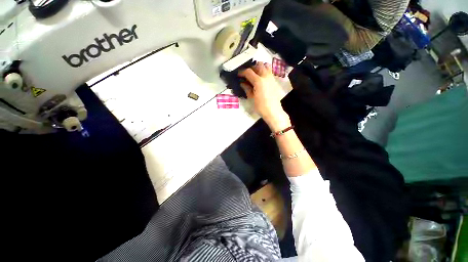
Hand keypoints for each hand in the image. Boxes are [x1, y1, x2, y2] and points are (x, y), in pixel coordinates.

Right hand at [238, 62, 290, 130]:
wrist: (273, 112)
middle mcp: (266, 77)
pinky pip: (270, 72)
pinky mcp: (275, 82)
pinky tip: (261, 79)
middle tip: (247, 74)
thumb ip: (247, 88)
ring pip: (266, 66)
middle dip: (252, 67)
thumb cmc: (261, 106)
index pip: (249, 72)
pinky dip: (265, 71)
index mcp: (258, 81)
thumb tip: (242, 83)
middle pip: (259, 65)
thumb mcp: (251, 98)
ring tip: (255, 74)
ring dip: (260, 67)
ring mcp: (271, 78)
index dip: (242, 72)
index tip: (239, 75)